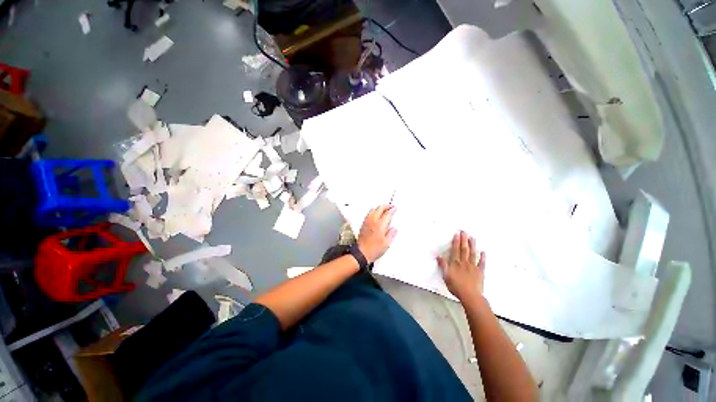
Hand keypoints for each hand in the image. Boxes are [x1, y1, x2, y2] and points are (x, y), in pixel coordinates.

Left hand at [357, 205, 396, 262]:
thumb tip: (394, 228)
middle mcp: (373, 221)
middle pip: (379, 208)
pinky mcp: (363, 224)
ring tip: (384, 209)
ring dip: (379, 208)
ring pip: (373, 209)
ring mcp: (367, 222)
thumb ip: (391, 234)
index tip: (395, 208)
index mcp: (380, 225)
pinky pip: (369, 214)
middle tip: (390, 207)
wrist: (362, 253)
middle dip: (386, 206)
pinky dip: (374, 211)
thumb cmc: (374, 249)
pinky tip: (376, 214)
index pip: (387, 214)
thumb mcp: (386, 243)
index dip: (392, 210)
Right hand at [437, 231, 485, 301]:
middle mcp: (464, 262)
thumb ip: (443, 265)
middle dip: (464, 240)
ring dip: (472, 245)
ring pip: (472, 254)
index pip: (455, 250)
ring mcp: (473, 267)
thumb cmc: (456, 286)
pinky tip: (483, 252)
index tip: (457, 234)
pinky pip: (481, 263)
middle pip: (464, 249)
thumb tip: (438, 256)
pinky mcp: (480, 272)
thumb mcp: (445, 276)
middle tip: (465, 231)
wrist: (470, 296)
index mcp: (455, 263)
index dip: (456, 241)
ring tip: (472, 238)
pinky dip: (483, 257)